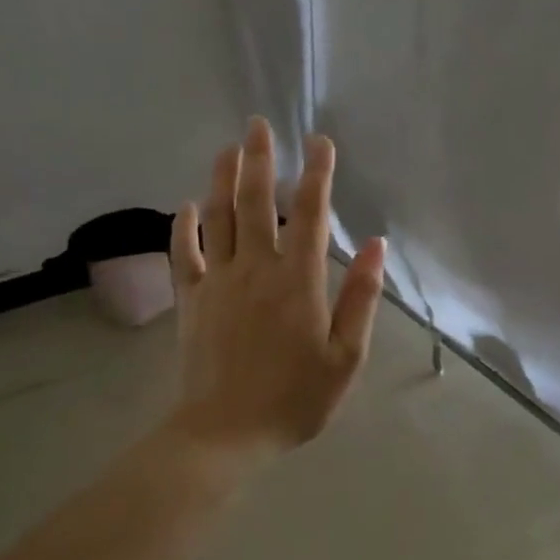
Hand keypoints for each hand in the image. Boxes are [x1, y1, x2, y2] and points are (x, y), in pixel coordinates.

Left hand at [167, 118, 385, 458]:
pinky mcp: (191, 300)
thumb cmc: (294, 398)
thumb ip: (360, 297)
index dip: (316, 173)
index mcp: (298, 280)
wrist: (224, 434)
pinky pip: (184, 254)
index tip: (320, 142)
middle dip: (259, 159)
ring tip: (227, 148)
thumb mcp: (346, 355)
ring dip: (221, 179)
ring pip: (218, 217)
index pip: (310, 213)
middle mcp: (256, 268)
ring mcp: (218, 281)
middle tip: (258, 124)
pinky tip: (185, 206)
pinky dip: (183, 226)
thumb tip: (376, 246)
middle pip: (255, 202)